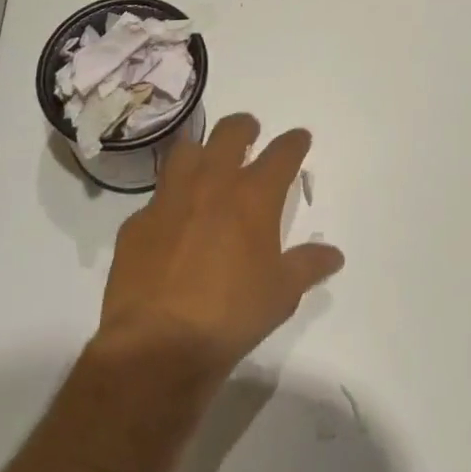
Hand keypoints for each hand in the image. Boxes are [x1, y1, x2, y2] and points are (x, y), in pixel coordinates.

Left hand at [97, 113, 343, 372]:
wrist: (156, 344)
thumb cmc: (230, 316)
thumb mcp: (281, 294)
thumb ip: (307, 266)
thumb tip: (333, 255)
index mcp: (253, 197)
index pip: (282, 153)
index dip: (294, 142)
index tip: (300, 138)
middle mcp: (212, 184)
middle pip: (230, 132)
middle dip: (244, 127)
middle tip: (250, 133)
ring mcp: (170, 199)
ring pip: (186, 151)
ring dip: (201, 152)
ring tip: (207, 164)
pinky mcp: (137, 223)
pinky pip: (156, 198)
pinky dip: (169, 202)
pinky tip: (171, 223)